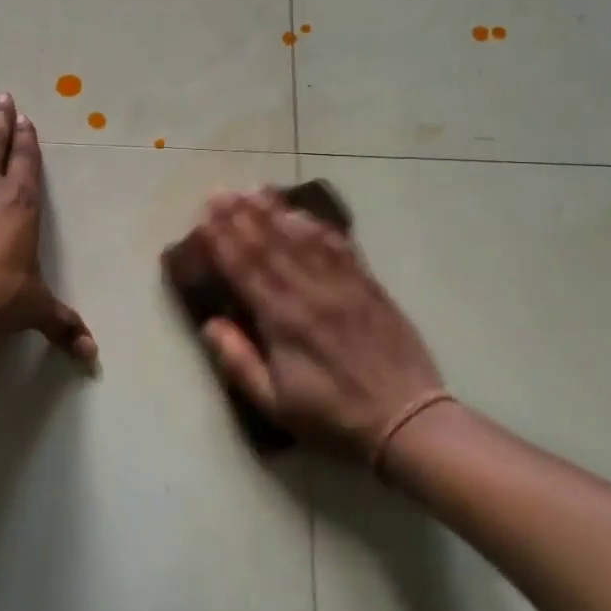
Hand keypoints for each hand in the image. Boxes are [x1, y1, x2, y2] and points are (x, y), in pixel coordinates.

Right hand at [190, 190, 451, 468]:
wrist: (406, 420)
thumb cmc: (332, 417)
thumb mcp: (275, 404)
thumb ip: (239, 363)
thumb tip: (209, 325)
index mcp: (283, 322)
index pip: (245, 270)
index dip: (222, 240)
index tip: (204, 216)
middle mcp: (309, 294)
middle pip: (269, 245)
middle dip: (240, 216)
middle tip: (220, 191)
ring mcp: (342, 286)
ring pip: (302, 239)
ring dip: (275, 212)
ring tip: (254, 190)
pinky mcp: (368, 286)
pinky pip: (340, 248)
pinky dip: (318, 227)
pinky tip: (302, 214)